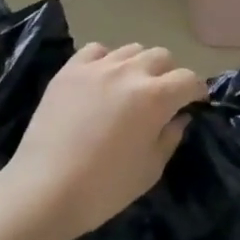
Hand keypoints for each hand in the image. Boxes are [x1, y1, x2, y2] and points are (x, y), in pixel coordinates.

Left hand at [1, 42, 206, 239]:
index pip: (188, 79)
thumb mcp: (149, 171)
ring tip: (130, 87)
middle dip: (169, 74)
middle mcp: (131, 72)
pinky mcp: (71, 69)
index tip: (195, 102)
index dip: (196, 90)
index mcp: (156, 97)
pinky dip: (106, 60)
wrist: (43, 190)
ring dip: (139, 65)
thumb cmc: (103, 189)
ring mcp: (99, 66)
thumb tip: (179, 117)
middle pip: (162, 56)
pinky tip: (101, 79)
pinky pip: (97, 50)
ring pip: (132, 49)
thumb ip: (169, 138)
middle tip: (162, 98)